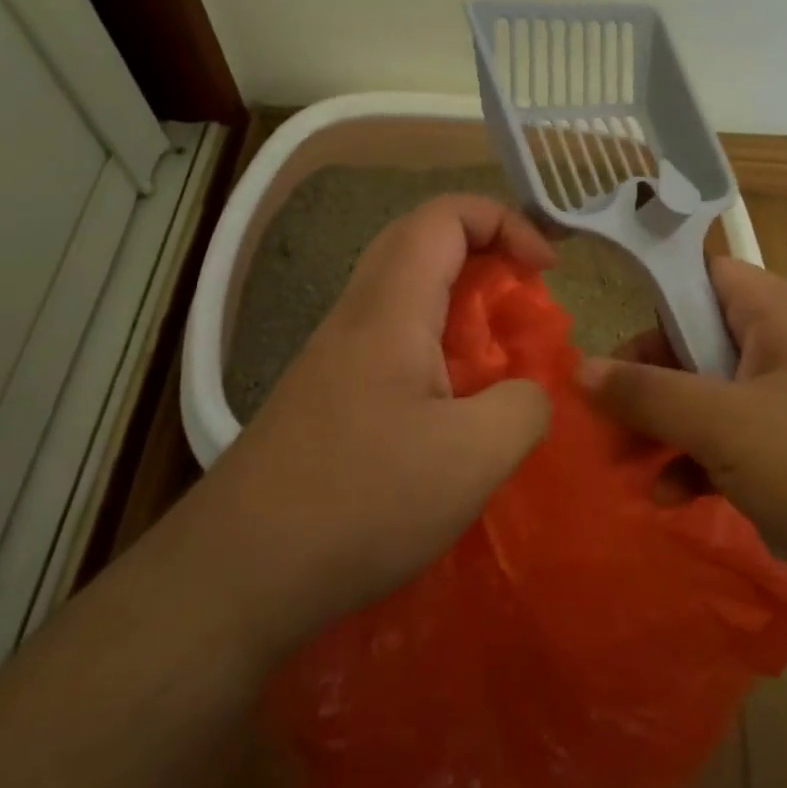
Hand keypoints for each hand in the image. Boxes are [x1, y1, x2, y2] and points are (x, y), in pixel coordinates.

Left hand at [191, 195, 555, 654]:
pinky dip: (436, 348)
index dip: (504, 221)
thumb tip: (530, 392)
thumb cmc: (360, 501)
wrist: (240, 571)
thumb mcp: (472, 457)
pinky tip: (454, 408)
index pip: (444, 216)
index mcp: (390, 308)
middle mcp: (356, 315)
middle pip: (420, 242)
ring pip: (404, 293)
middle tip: (524, 298)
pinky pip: (391, 341)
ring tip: (500, 356)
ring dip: (459, 304)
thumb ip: (523, 407)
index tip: (546, 271)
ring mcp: (334, 355)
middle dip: (484, 253)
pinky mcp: (328, 395)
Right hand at [579, 256, 786, 655]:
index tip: (603, 334)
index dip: (652, 295)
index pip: (702, 276)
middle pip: (696, 346)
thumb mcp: (723, 423)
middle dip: (645, 382)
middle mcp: (786, 354)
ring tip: (625, 467)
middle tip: (599, 419)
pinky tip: (672, 500)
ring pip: (711, 405)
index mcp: (776, 316)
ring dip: (665, 433)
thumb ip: (647, 393)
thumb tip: (579, 367)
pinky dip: (700, 470)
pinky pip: (736, 455)